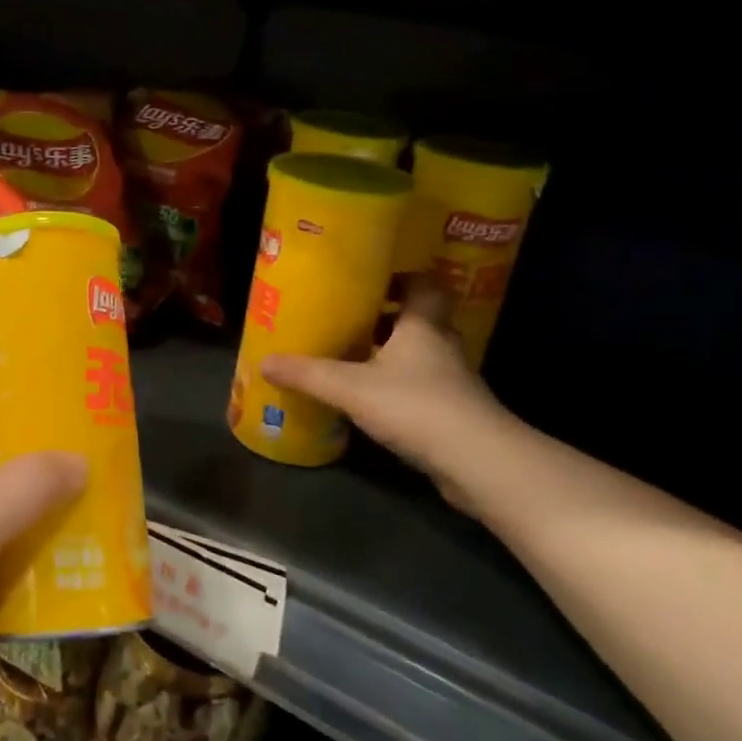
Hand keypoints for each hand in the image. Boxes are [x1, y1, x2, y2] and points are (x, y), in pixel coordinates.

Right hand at [259, 282, 505, 500]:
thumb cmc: (415, 405)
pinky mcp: (455, 414)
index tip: (370, 282)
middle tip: (351, 320)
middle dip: (388, 319)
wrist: (477, 462)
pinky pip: (423, 389)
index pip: (424, 285)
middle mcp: (442, 346)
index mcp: (423, 326)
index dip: (401, 279)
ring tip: (355, 359)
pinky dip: (401, 389)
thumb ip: (308, 374)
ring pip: (422, 356)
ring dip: (394, 355)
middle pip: (420, 320)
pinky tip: (373, 401)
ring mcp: (454, 382)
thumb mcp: (350, 386)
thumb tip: (264, 361)